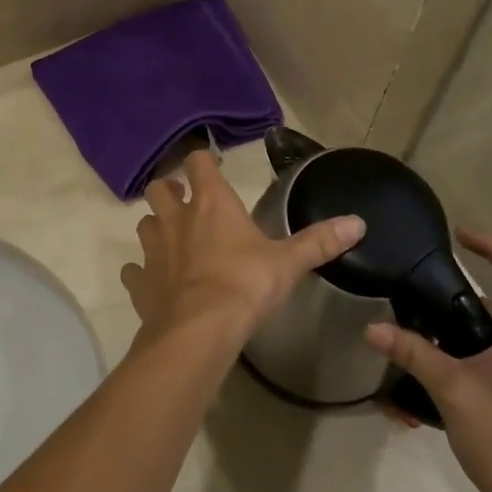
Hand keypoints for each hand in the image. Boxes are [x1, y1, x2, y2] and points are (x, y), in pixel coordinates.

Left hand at [121, 151, 364, 344]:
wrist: (200, 330)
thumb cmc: (246, 284)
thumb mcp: (288, 262)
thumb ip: (319, 241)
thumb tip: (358, 222)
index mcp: (211, 203)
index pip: (198, 163)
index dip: (202, 162)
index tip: (210, 166)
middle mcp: (176, 217)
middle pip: (159, 188)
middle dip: (169, 190)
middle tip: (184, 201)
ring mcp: (153, 249)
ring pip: (144, 224)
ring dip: (155, 226)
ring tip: (170, 239)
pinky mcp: (140, 282)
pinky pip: (133, 270)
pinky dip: (141, 272)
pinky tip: (153, 281)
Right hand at [366, 231, 491, 491]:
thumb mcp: (453, 389)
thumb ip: (413, 353)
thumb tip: (371, 327)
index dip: (490, 246)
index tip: (457, 235)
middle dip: (464, 293)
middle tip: (425, 288)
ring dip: (462, 330)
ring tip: (422, 332)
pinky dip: (468, 357)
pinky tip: (436, 375)